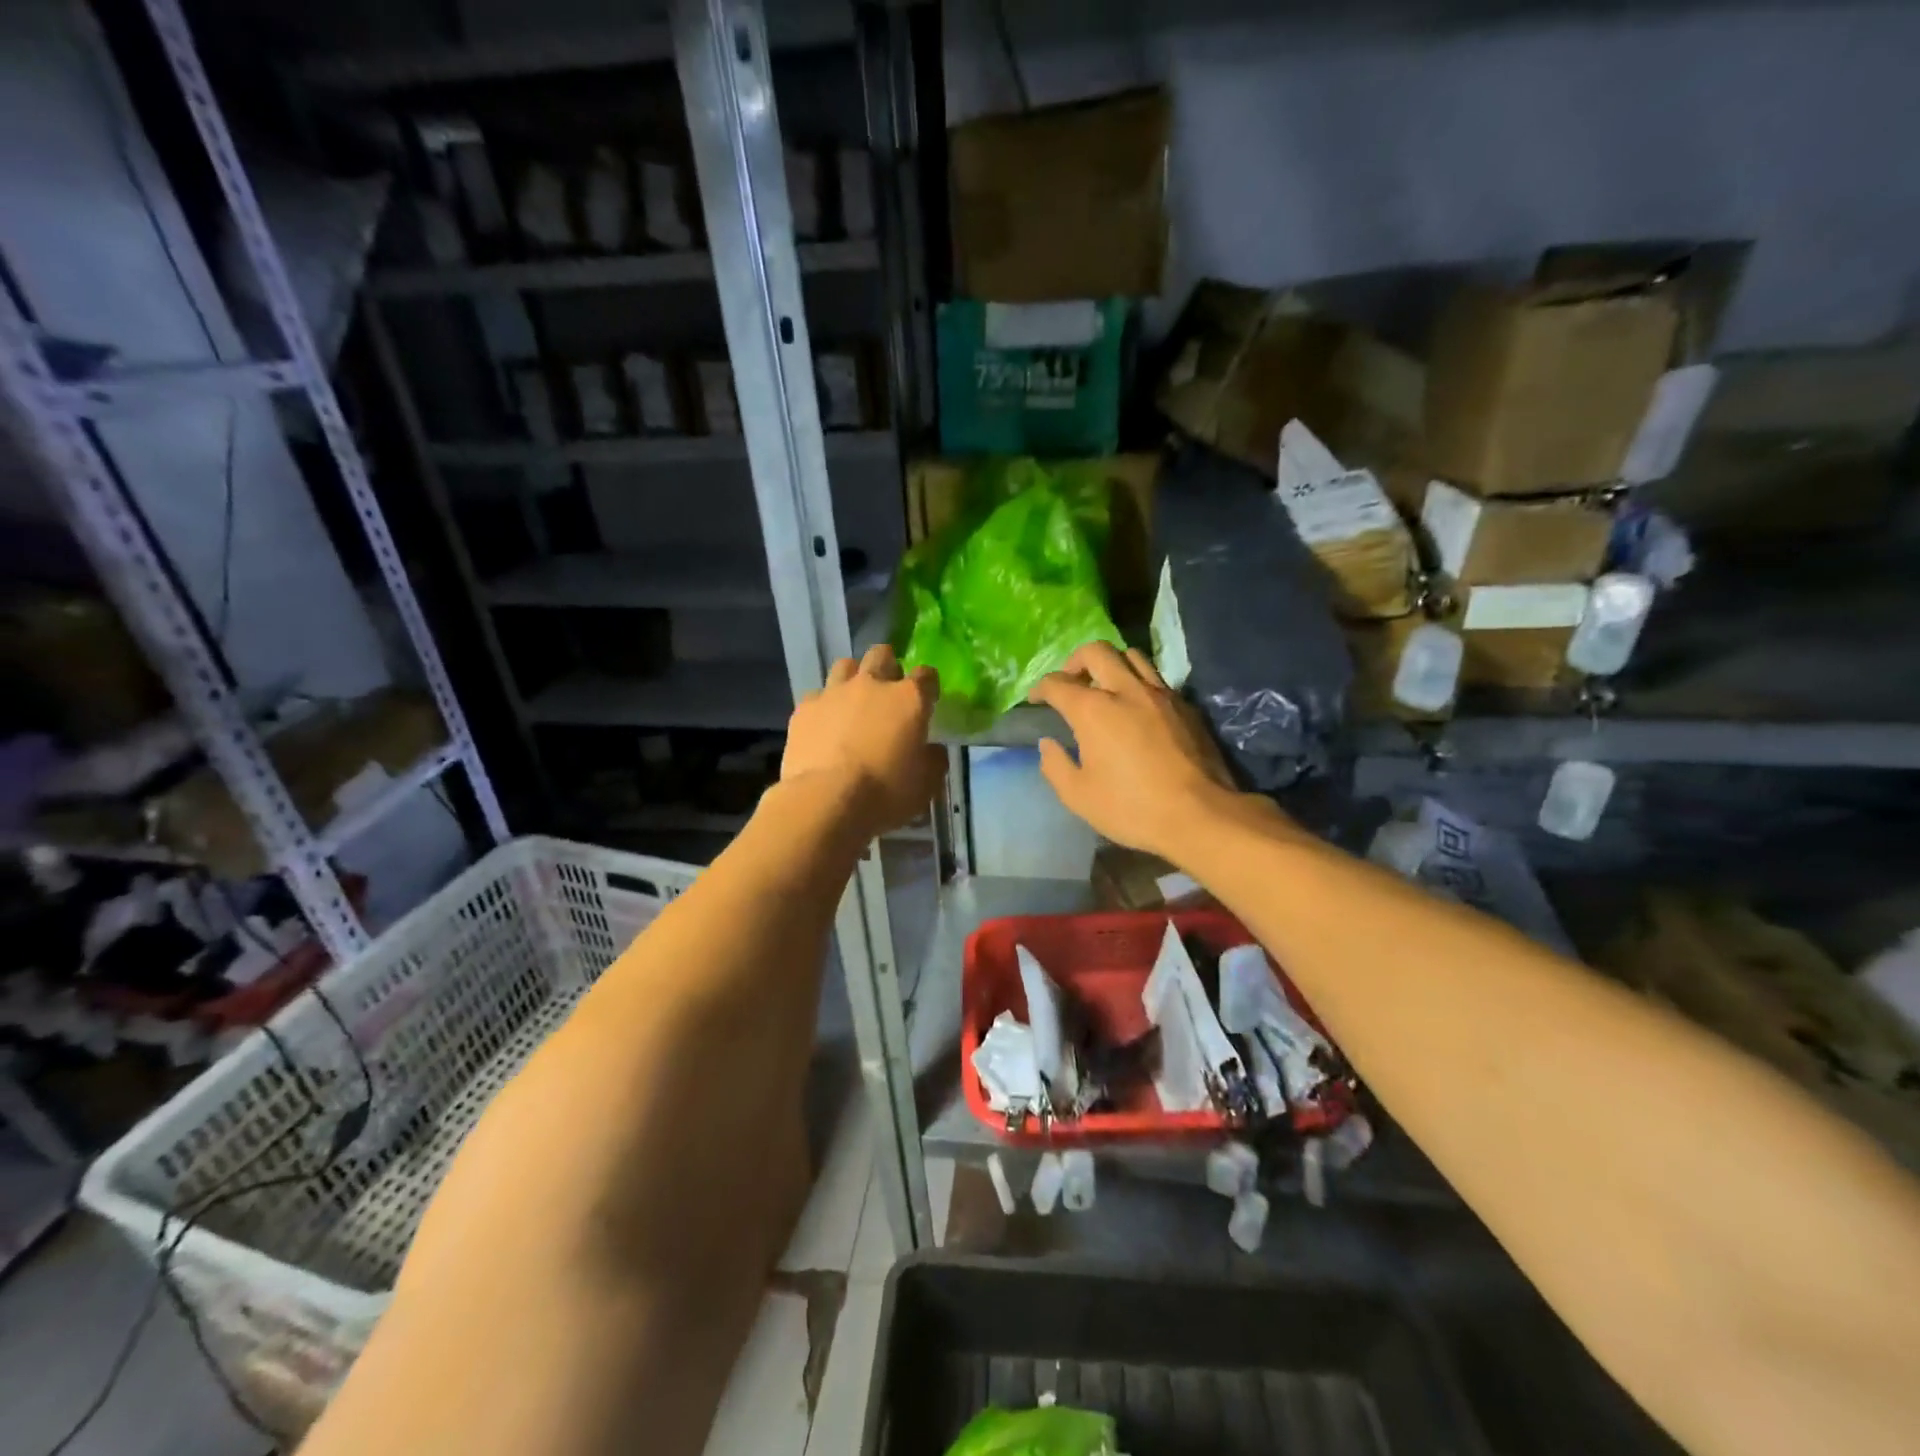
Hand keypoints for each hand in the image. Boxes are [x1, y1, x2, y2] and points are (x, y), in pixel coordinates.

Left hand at [782, 644, 945, 839]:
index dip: (928, 684)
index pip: (926, 675)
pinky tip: (824, 723)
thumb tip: (932, 750)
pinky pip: (818, 695)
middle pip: (882, 655)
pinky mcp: (805, 708)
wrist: (826, 800)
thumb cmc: (885, 793)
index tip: (928, 698)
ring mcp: (835, 692)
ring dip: (854, 677)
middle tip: (888, 689)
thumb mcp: (925, 785)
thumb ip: (933, 760)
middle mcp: (872, 685)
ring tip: (854, 699)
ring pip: (846, 665)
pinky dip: (824, 705)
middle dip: (888, 666)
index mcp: (909, 700)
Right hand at [1029, 642, 1261, 860]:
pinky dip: (1138, 682)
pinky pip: (1156, 678)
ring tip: (1105, 687)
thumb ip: (1055, 765)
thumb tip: (1048, 743)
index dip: (1040, 689)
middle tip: (1070, 682)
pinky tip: (1137, 707)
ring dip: (1111, 664)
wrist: (1200, 814)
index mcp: (1093, 710)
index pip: (1058, 683)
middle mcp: (1126, 690)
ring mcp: (1160, 694)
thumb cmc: (1132, 808)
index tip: (1036, 700)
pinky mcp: (1185, 705)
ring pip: (1132, 656)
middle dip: (1075, 661)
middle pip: (1096, 651)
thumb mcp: (1079, 797)